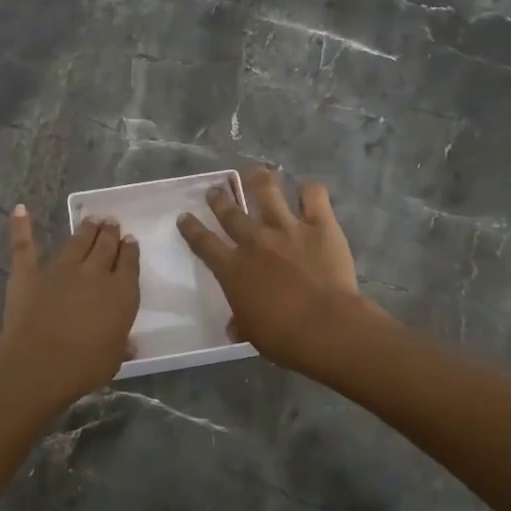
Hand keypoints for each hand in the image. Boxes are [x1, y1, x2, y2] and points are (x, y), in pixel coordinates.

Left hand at [0, 206, 139, 402]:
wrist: (41, 363)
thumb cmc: (85, 366)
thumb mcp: (114, 358)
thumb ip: (121, 345)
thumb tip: (130, 344)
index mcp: (121, 293)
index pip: (129, 263)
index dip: (130, 250)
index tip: (130, 240)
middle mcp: (94, 273)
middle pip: (105, 246)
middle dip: (110, 233)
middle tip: (111, 222)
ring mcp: (60, 269)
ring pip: (76, 242)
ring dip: (85, 230)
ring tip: (91, 220)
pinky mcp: (29, 273)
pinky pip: (25, 246)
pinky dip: (21, 227)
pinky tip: (20, 210)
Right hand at [176, 168, 379, 374]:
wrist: (325, 327)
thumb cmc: (284, 338)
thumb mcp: (253, 333)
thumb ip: (242, 323)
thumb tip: (234, 327)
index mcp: (233, 269)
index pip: (204, 243)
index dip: (191, 228)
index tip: (184, 216)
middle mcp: (255, 241)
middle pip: (231, 213)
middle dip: (219, 199)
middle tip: (215, 190)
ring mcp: (287, 228)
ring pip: (268, 192)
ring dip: (259, 180)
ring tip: (257, 172)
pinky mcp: (320, 225)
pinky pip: (314, 196)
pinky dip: (310, 190)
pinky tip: (308, 190)